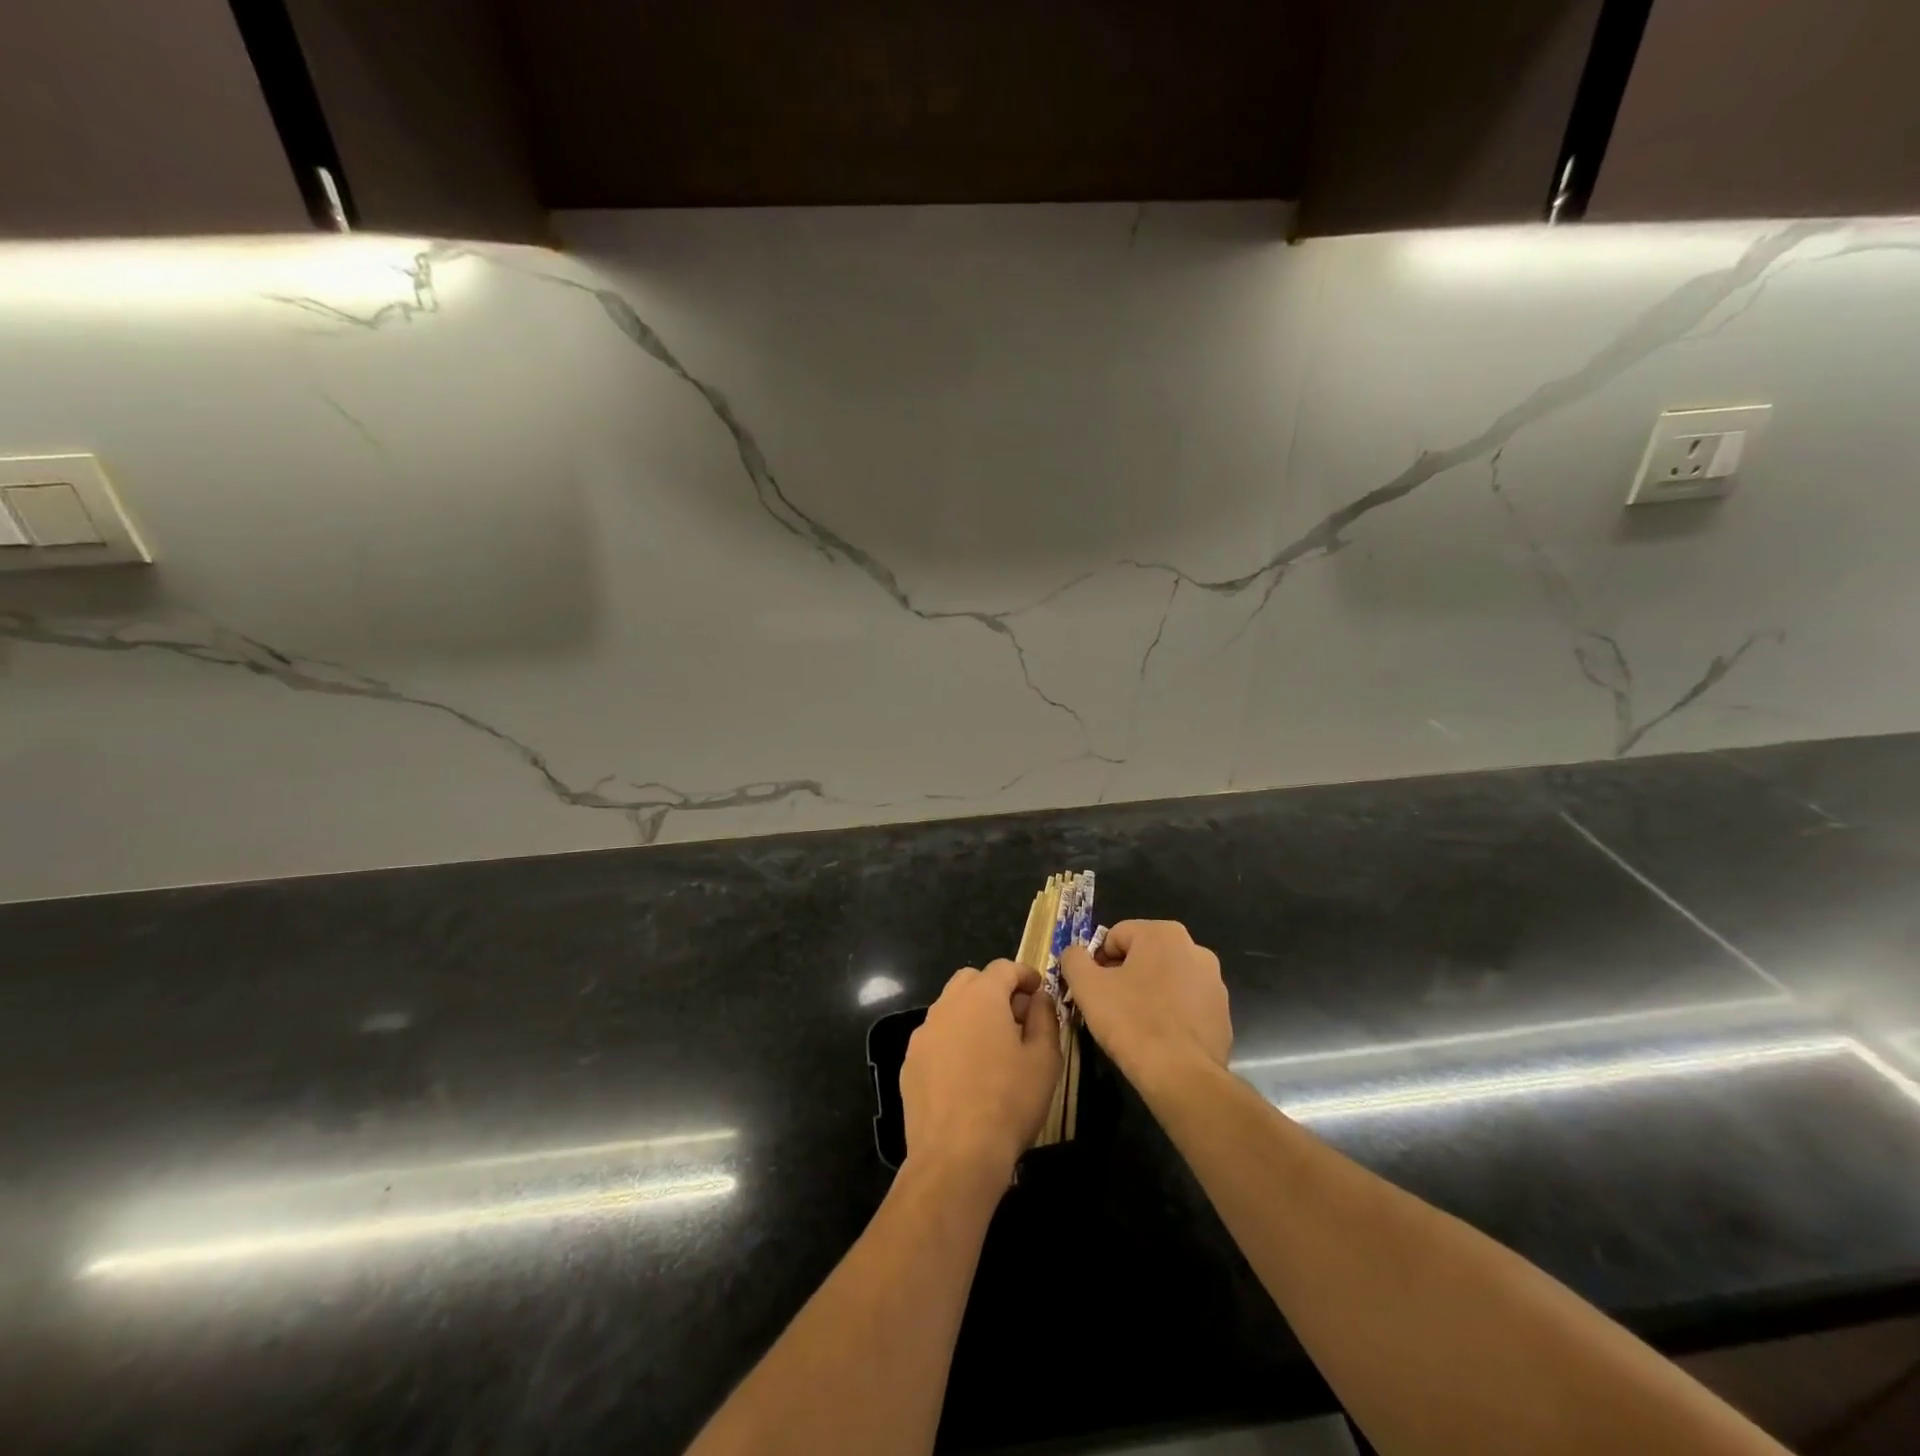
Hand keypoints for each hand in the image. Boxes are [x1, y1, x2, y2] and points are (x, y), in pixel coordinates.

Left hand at [902, 961, 1062, 1182]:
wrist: (956, 1156)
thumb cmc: (1008, 1102)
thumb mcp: (1044, 1059)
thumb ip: (1044, 1018)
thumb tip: (1039, 998)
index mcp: (980, 997)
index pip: (1003, 967)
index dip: (1024, 974)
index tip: (1038, 991)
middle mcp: (946, 1006)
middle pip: (971, 980)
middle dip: (995, 989)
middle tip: (1017, 1017)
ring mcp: (923, 1034)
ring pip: (950, 1008)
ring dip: (972, 1014)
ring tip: (993, 1047)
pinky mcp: (910, 1063)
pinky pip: (935, 1038)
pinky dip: (953, 1041)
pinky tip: (966, 1074)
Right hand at [1060, 920, 1231, 1080]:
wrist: (1182, 1077)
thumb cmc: (1132, 1022)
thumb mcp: (1087, 987)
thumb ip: (1074, 959)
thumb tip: (1075, 954)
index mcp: (1163, 934)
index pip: (1115, 936)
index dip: (1097, 962)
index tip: (1092, 990)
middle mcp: (1194, 948)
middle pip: (1143, 955)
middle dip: (1123, 976)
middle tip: (1109, 1006)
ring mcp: (1213, 982)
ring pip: (1166, 979)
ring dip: (1147, 993)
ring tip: (1134, 1024)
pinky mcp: (1223, 1012)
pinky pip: (1185, 1004)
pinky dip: (1170, 1014)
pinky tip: (1158, 1038)